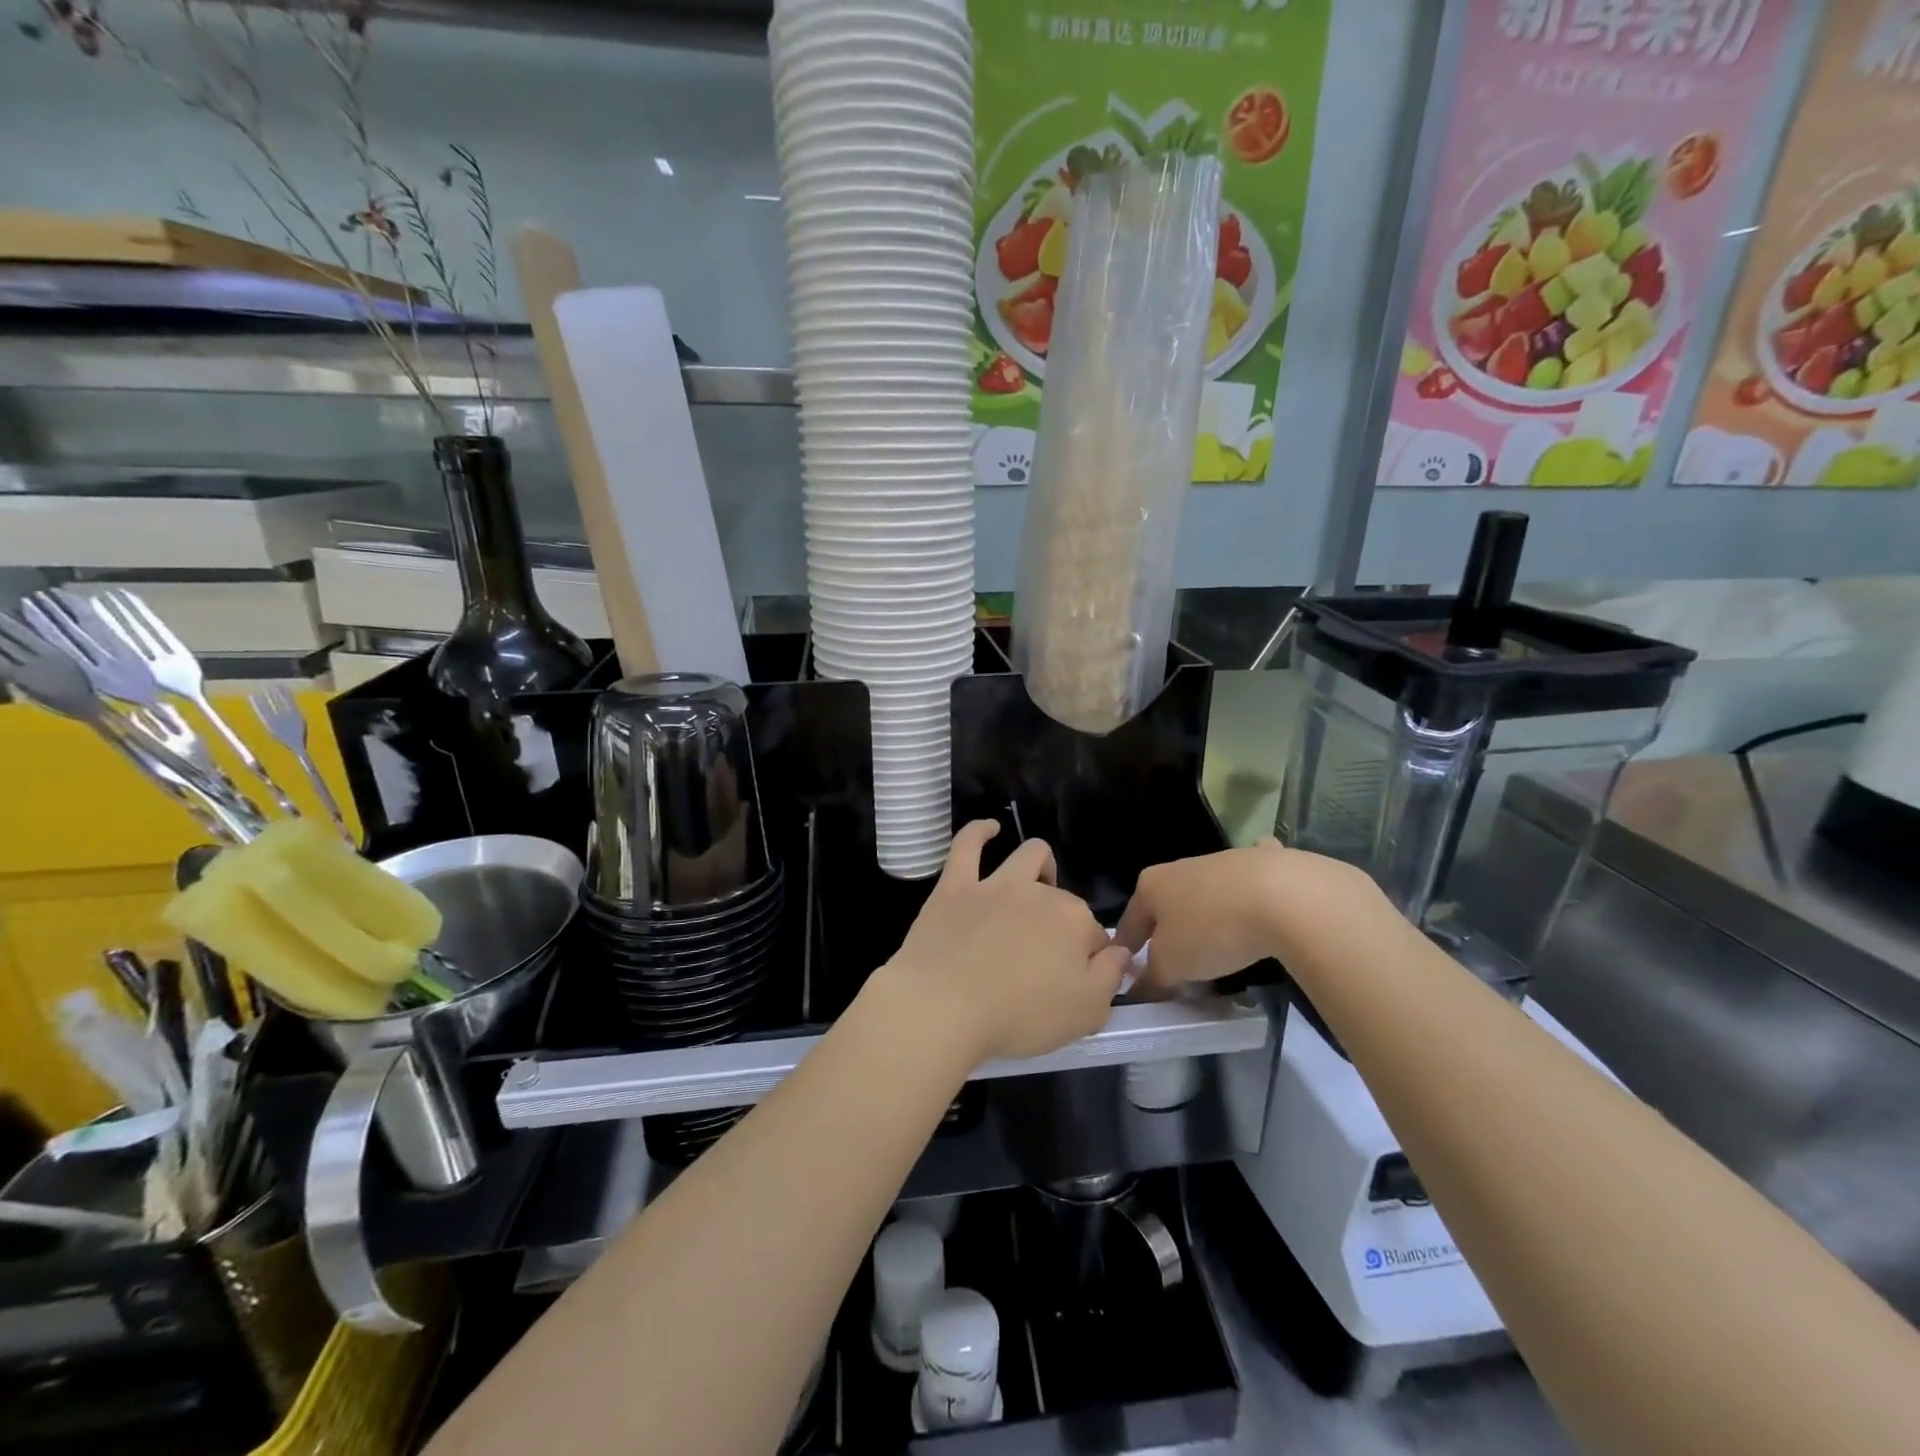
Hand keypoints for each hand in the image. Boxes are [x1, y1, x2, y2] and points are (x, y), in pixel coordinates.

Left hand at [872, 820, 1130, 1064]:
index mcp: (1074, 921)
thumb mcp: (1085, 1013)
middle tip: (1049, 957)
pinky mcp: (955, 886)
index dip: (1091, 958)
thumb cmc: (1019, 1016)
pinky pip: (967, 845)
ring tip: (1038, 883)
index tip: (1079, 982)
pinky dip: (979, 832)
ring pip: (1028, 856)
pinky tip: (989, 829)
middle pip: (1063, 899)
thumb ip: (1110, 978)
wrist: (943, 1006)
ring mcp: (995, 885)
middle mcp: (1039, 893)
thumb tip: (1122, 952)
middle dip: (1065, 920)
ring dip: (1040, 865)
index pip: (1095, 935)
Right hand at [1116, 840, 1377, 995]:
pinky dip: (1247, 894)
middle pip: (1166, 906)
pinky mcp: (1262, 862)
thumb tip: (1140, 990)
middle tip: (1174, 966)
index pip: (1129, 923)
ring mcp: (1222, 860)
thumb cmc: (1213, 930)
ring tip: (1216, 948)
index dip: (1126, 950)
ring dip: (1205, 917)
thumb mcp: (1173, 965)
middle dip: (1166, 933)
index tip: (1127, 971)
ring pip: (1204, 895)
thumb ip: (1152, 979)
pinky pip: (1247, 884)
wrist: (1284, 895)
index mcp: (1151, 886)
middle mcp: (1180, 867)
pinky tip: (1259, 906)